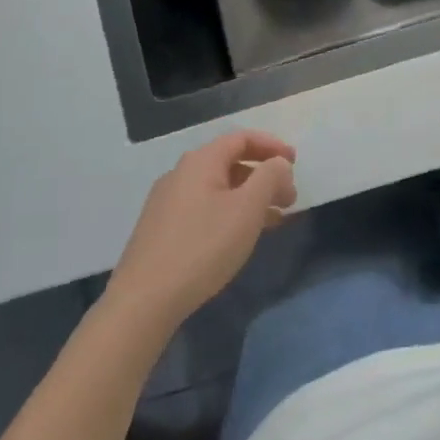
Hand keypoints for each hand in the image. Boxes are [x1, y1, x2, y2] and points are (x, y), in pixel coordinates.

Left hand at [107, 130, 296, 330]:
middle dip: (264, 176)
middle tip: (289, 198)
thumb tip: (278, 164)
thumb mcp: (247, 209)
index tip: (295, 163)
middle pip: (230, 162)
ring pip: (219, 188)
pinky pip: (205, 208)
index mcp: (201, 161)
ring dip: (250, 197)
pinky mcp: (162, 229)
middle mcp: (181, 174)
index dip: (272, 146)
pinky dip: (231, 213)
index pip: (242, 138)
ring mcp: (168, 202)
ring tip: (275, 220)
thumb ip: (269, 178)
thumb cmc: (203, 247)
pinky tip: (242, 237)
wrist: (144, 301)